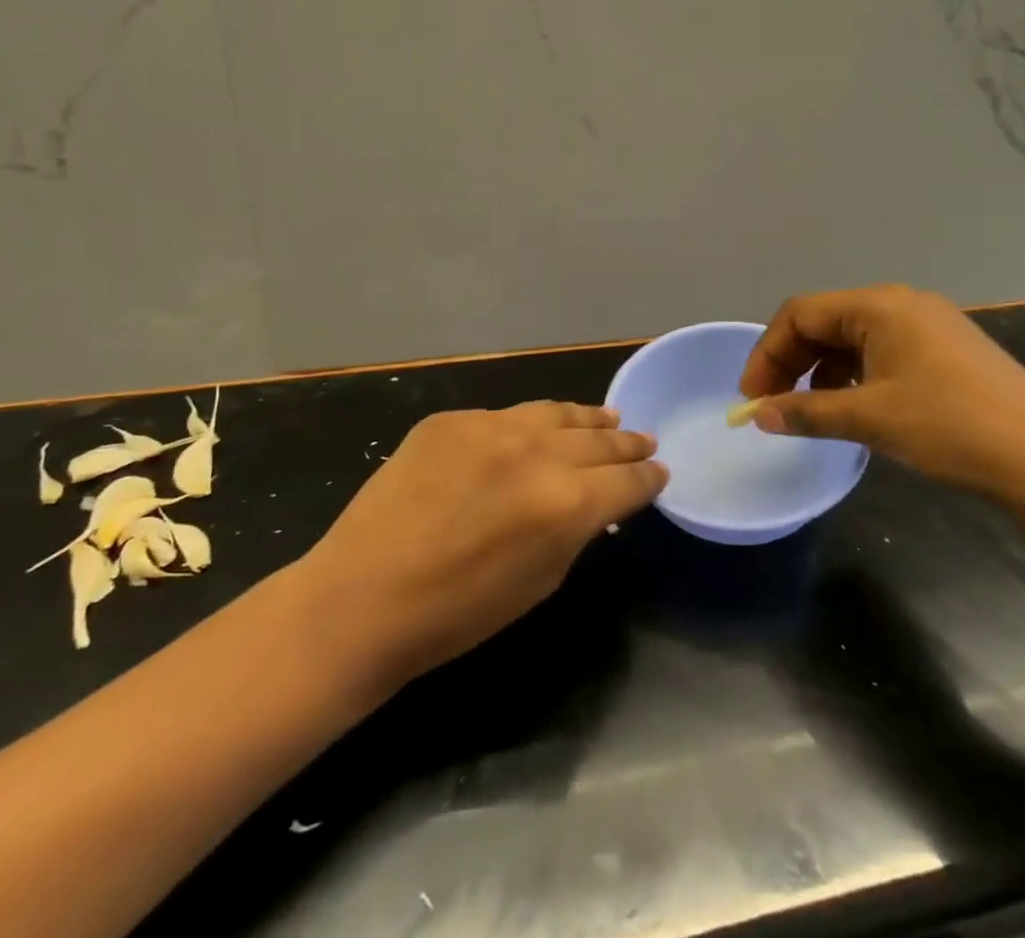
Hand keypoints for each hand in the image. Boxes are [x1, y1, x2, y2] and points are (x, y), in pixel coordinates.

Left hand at [295, 402, 664, 690]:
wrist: (364, 596)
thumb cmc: (458, 613)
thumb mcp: (541, 581)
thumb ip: (576, 531)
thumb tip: (597, 504)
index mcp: (567, 502)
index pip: (627, 480)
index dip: (648, 477)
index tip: (660, 472)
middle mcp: (537, 451)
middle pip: (598, 440)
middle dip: (626, 443)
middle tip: (644, 440)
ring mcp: (491, 425)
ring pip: (555, 412)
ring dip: (587, 419)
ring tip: (607, 419)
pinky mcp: (452, 418)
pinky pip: (504, 416)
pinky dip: (529, 425)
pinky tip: (537, 429)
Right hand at [738, 285, 1024, 504]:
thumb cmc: (951, 427)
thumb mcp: (871, 419)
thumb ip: (806, 412)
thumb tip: (757, 415)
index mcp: (879, 306)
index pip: (801, 314)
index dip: (767, 353)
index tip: (751, 397)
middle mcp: (901, 304)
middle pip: (825, 322)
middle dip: (791, 362)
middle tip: (772, 405)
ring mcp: (929, 325)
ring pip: (852, 338)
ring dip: (821, 371)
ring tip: (811, 410)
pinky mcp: (947, 350)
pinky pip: (882, 351)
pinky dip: (855, 375)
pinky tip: (855, 407)